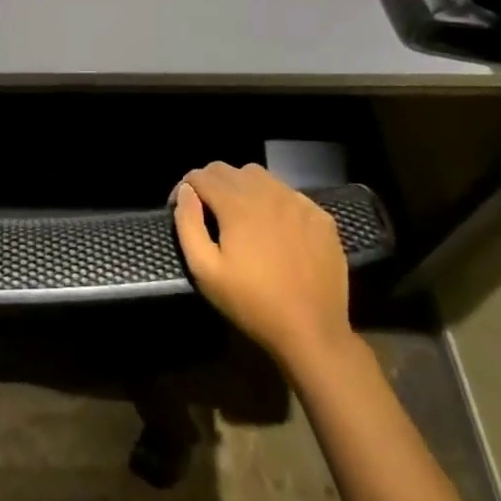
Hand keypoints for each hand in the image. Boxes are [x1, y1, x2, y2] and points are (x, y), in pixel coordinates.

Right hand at [172, 162, 355, 367]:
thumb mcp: (205, 270)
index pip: (201, 175)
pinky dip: (274, 201)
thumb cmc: (252, 303)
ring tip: (240, 215)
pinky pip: (289, 194)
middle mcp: (267, 192)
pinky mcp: (321, 217)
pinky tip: (275, 228)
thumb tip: (186, 192)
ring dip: (242, 187)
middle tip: (207, 211)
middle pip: (229, 170)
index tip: (180, 208)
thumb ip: (188, 224)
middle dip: (210, 183)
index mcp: (237, 203)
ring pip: (261, 176)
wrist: (312, 331)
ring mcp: (298, 202)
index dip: (185, 187)